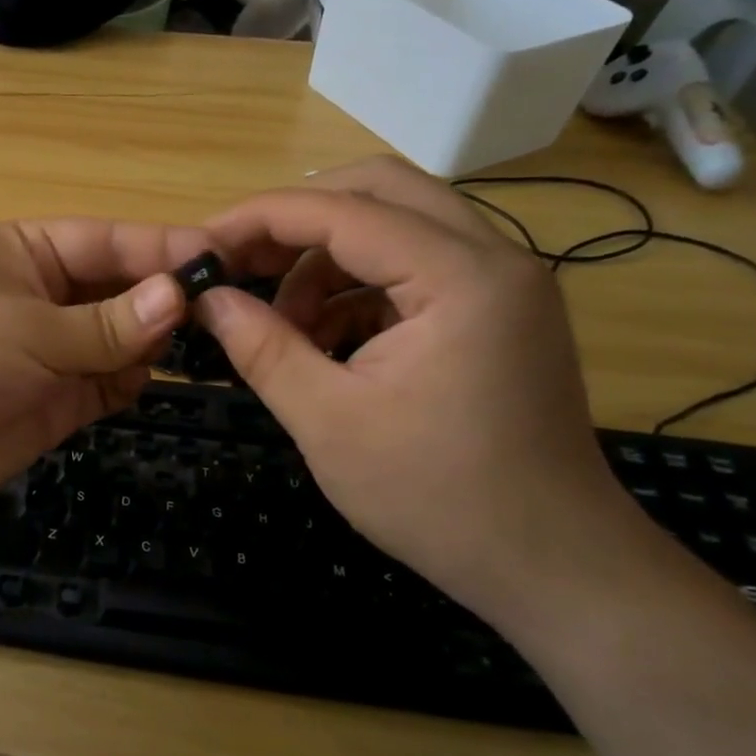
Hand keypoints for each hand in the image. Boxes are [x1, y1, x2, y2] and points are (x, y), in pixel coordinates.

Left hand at [0, 218, 209, 511]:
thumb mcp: (27, 329)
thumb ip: (106, 322)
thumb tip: (181, 297)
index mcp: (30, 252)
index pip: (112, 242)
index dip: (166, 250)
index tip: (225, 261)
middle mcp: (45, 295)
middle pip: (122, 289)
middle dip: (166, 300)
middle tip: (227, 313)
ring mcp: (51, 351)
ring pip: (122, 339)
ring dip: (154, 343)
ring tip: (201, 348)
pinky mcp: (54, 401)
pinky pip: (108, 384)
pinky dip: (131, 382)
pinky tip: (150, 381)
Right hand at [196, 157, 636, 612]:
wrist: (553, 566)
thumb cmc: (438, 497)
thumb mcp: (328, 422)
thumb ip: (262, 347)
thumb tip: (207, 299)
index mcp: (460, 276)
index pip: (343, 210)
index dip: (261, 218)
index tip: (203, 244)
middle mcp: (495, 257)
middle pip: (381, 189)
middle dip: (299, 217)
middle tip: (242, 261)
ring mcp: (503, 283)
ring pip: (399, 224)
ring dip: (328, 258)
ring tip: (283, 323)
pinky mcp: (499, 312)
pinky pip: (416, 268)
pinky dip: (360, 289)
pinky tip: (325, 341)